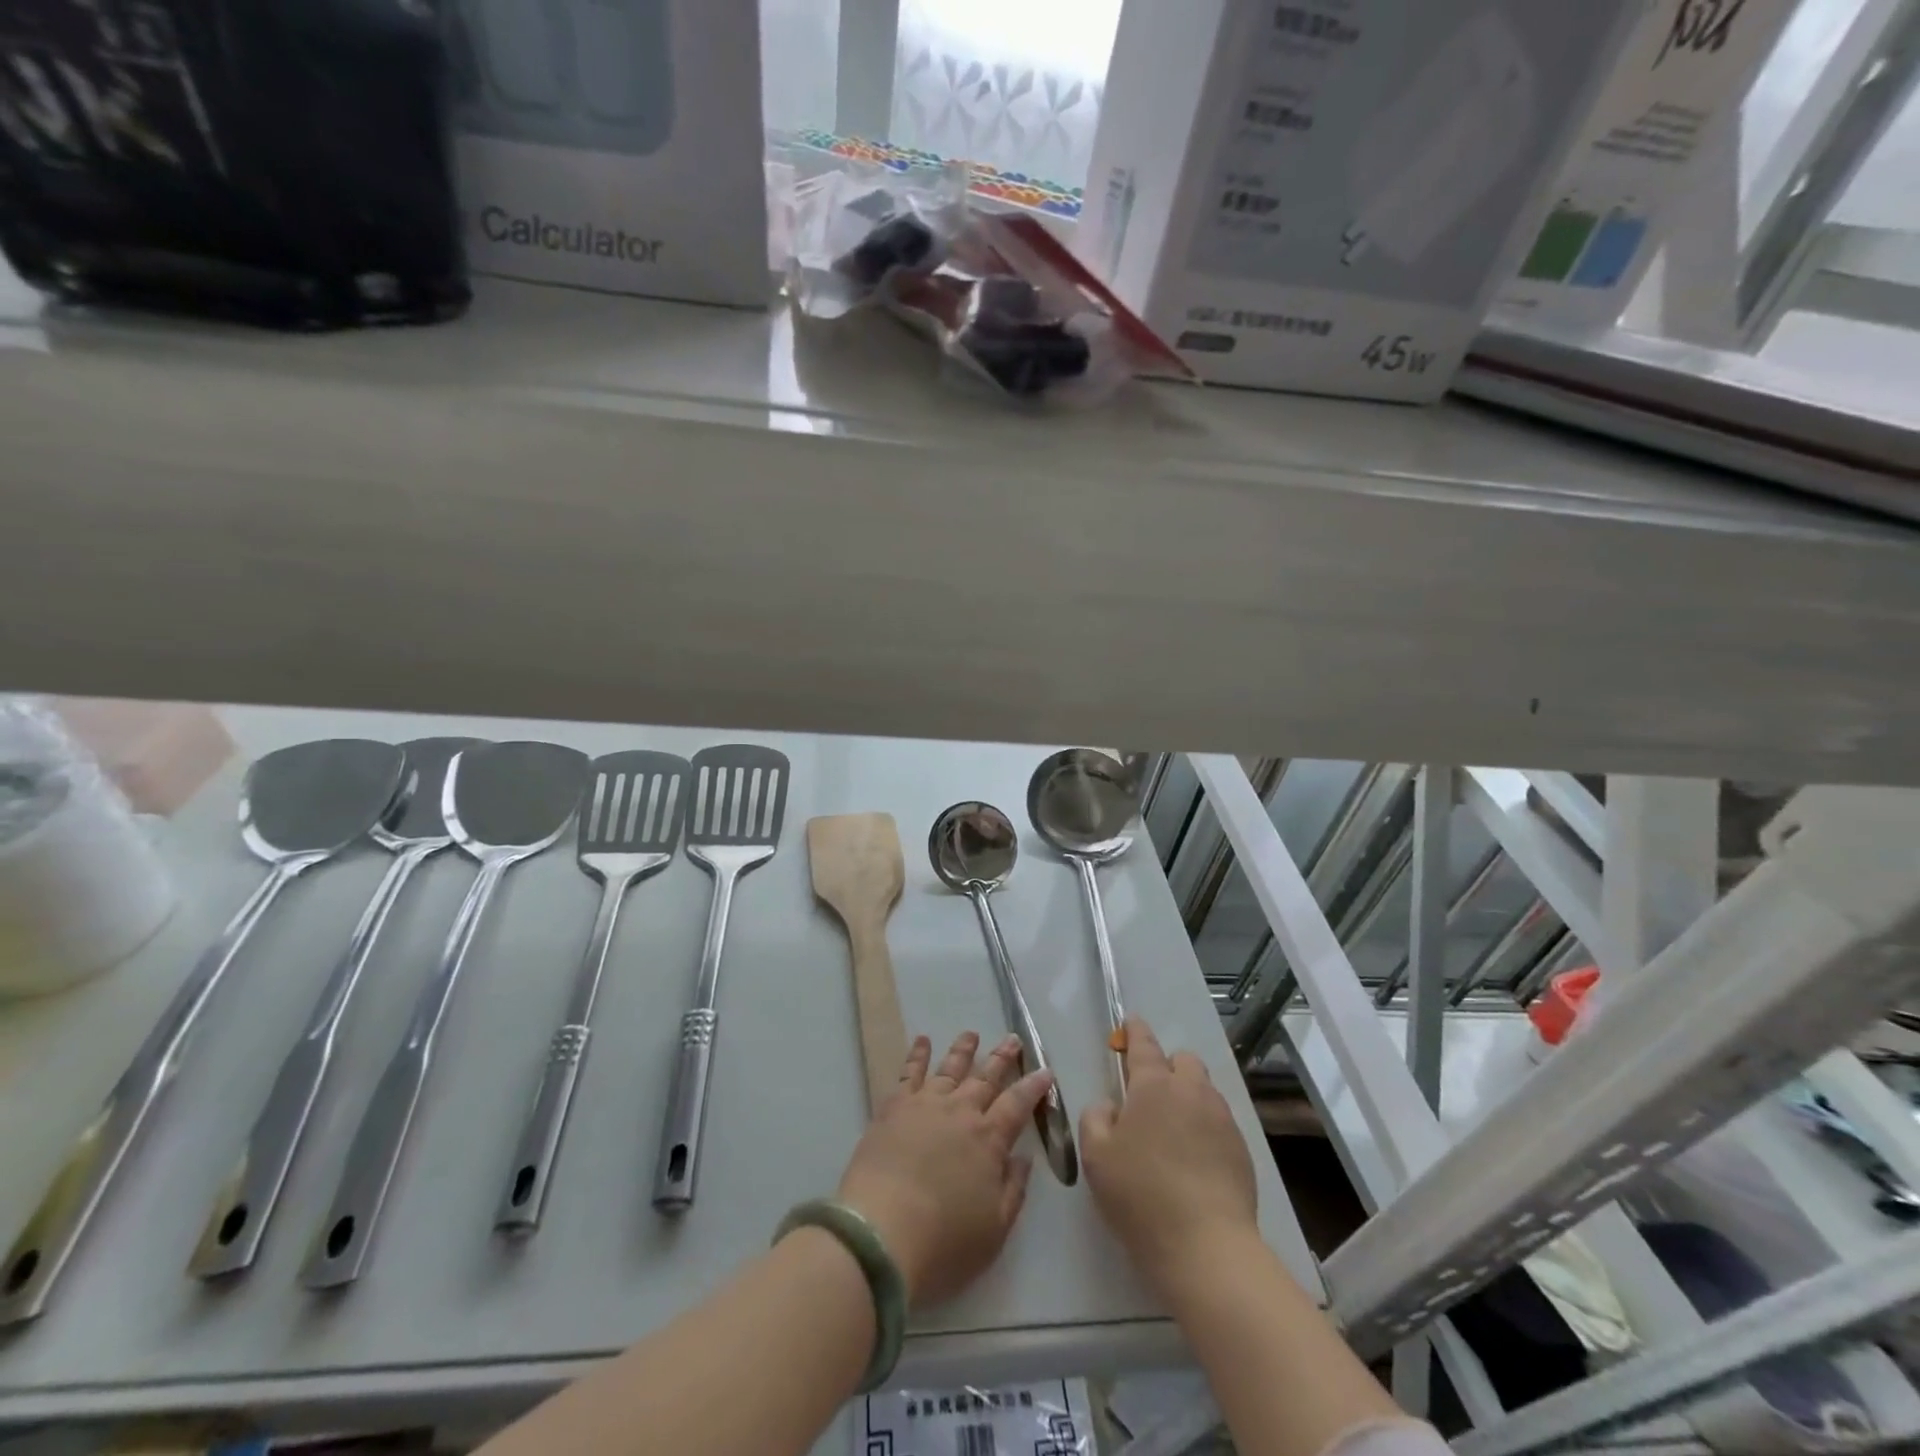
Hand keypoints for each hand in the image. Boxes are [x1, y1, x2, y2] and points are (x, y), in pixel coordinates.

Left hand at [836, 1030, 1052, 1306]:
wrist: (880, 1233)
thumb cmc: (943, 1242)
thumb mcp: (994, 1230)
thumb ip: (1013, 1190)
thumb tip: (1023, 1158)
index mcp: (989, 1140)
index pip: (1018, 1104)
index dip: (1034, 1087)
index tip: (1045, 1071)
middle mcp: (960, 1112)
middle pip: (986, 1078)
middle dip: (1002, 1058)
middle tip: (1013, 1039)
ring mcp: (925, 1104)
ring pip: (950, 1068)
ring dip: (963, 1050)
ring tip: (971, 1034)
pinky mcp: (894, 1108)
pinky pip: (909, 1072)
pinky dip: (917, 1054)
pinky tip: (922, 1041)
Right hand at [1081, 1017, 1258, 1296]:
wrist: (1206, 1247)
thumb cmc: (1140, 1195)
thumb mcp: (1096, 1156)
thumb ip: (1095, 1118)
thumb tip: (1110, 1105)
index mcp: (1153, 1085)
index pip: (1143, 1045)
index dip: (1135, 1031)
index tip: (1131, 1023)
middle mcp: (1191, 1091)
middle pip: (1183, 1060)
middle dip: (1168, 1066)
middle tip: (1150, 1096)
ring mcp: (1221, 1119)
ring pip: (1204, 1090)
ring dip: (1188, 1096)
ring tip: (1173, 1131)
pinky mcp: (1242, 1149)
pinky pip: (1219, 1121)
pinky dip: (1204, 1127)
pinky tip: (1194, 1159)